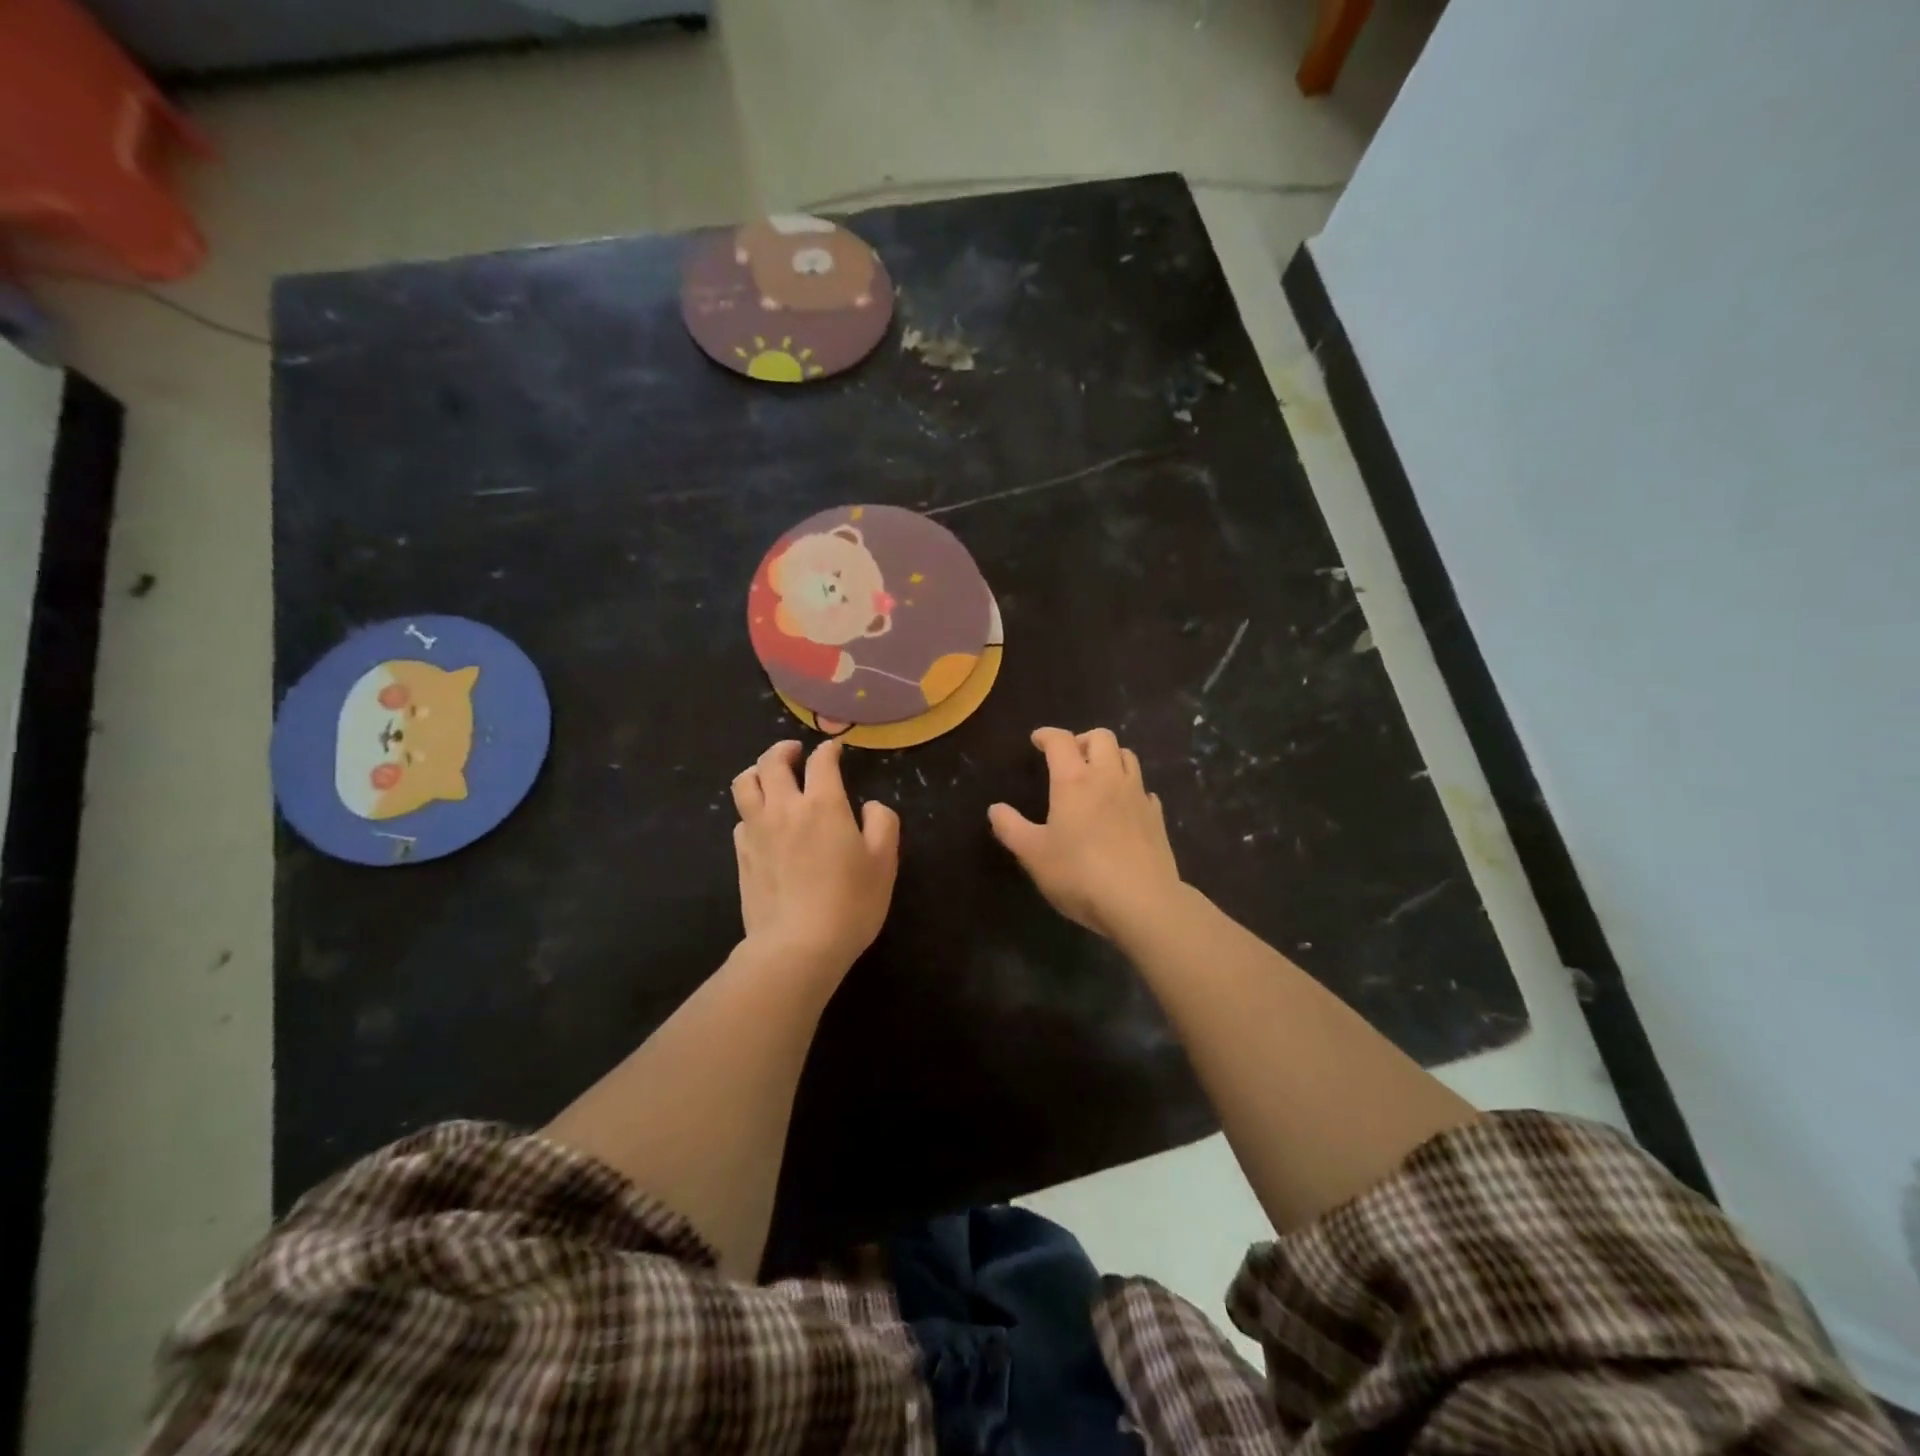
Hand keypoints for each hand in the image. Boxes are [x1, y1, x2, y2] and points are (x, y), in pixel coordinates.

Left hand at [731, 739, 899, 975]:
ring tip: (769, 776)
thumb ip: (883, 823)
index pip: (821, 761)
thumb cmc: (850, 902)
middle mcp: (784, 808)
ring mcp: (757, 831)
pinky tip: (762, 822)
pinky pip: (740, 819)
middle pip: (772, 762)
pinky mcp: (742, 855)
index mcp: (823, 804)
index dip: (828, 750)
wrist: (797, 946)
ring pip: (745, 784)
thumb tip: (870, 806)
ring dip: (757, 771)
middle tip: (795, 752)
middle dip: (784, 750)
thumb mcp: (884, 862)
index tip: (834, 750)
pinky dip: (751, 810)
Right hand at [988, 727, 1181, 939]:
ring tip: (1096, 777)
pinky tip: (1123, 807)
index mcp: (1074, 780)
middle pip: (1102, 737)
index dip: (1047, 735)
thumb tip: (995, 809)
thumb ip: (1010, 828)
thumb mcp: (1033, 854)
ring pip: (1128, 756)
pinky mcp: (1156, 817)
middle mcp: (1108, 778)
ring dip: (1110, 758)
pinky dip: (1129, 788)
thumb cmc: (1079, 874)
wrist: (1142, 902)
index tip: (1037, 740)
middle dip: (1083, 740)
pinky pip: (1143, 789)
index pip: (1060, 741)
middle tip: (1070, 758)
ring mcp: (1137, 796)